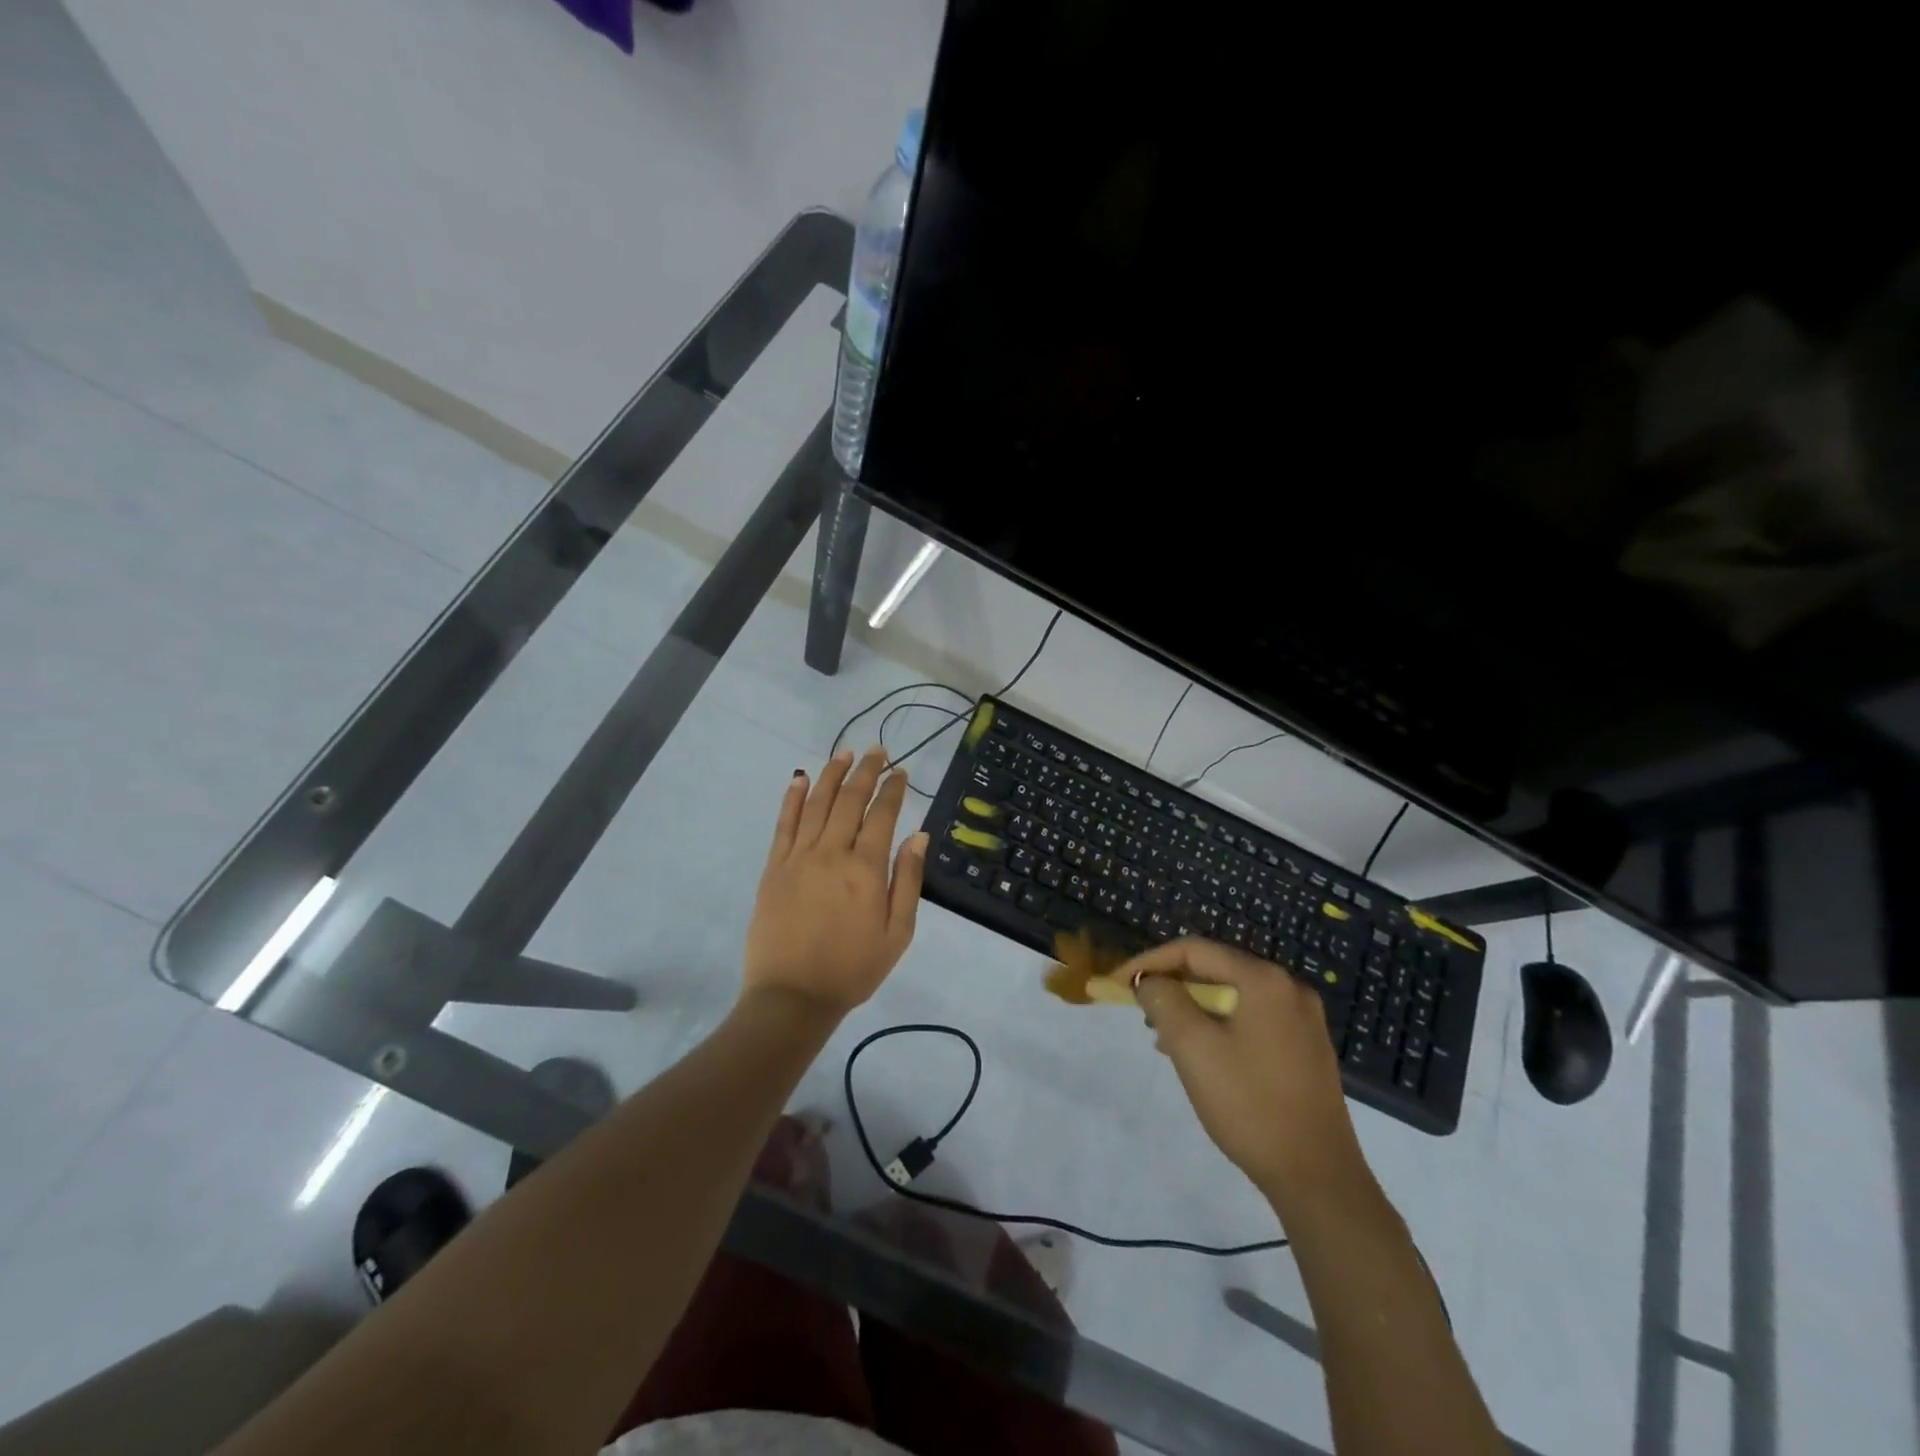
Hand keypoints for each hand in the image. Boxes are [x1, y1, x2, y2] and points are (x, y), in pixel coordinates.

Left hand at [743, 746, 927, 1018]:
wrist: (792, 997)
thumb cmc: (853, 969)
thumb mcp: (898, 933)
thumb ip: (907, 881)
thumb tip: (918, 835)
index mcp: (866, 869)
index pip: (882, 815)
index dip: (892, 789)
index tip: (900, 771)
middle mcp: (832, 853)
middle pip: (849, 800)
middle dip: (866, 771)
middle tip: (877, 750)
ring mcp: (799, 857)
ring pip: (816, 803)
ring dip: (832, 774)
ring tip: (844, 753)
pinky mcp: (774, 867)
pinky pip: (784, 824)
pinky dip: (792, 798)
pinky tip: (799, 778)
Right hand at [1116, 938, 1369, 1214]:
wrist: (1318, 1177)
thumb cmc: (1249, 1104)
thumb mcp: (1192, 1047)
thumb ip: (1163, 1000)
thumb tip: (1150, 981)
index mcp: (1264, 979)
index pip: (1193, 951)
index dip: (1149, 962)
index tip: (1117, 984)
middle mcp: (1288, 988)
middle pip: (1214, 970)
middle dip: (1171, 986)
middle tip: (1139, 1011)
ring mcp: (1302, 1019)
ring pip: (1231, 996)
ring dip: (1192, 1008)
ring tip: (1162, 1037)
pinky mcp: (1305, 1047)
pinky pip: (1250, 1019)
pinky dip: (1218, 1026)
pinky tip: (1198, 1054)